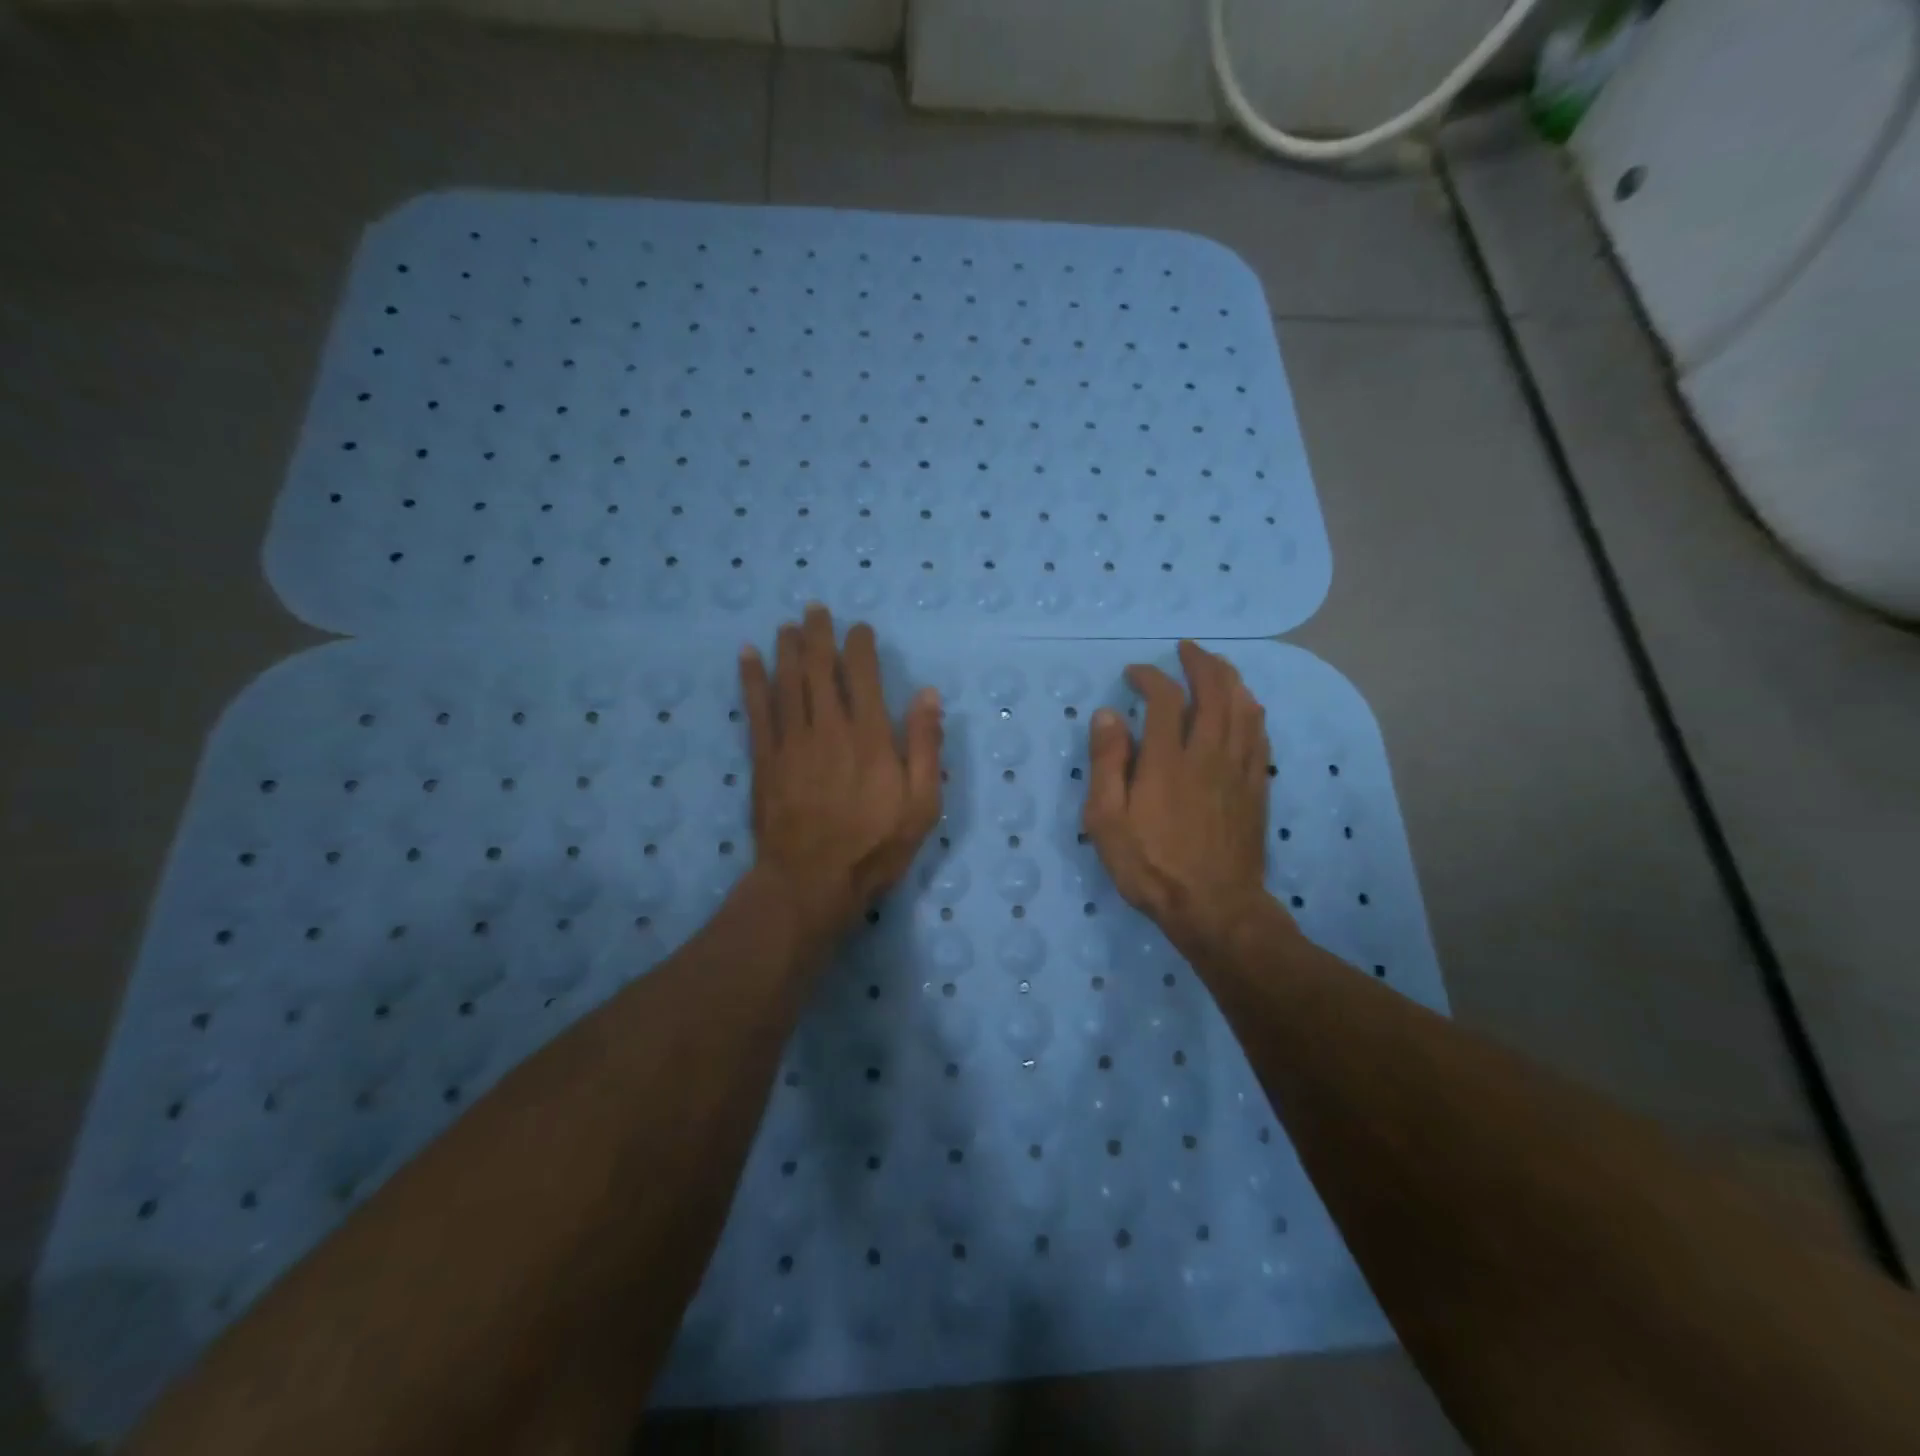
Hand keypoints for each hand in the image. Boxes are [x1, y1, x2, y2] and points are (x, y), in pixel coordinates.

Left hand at [738, 605, 942, 946]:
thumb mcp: (922, 804)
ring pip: (788, 681)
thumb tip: (928, 694)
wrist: (811, 881)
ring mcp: (792, 742)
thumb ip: (926, 747)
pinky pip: (756, 709)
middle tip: (814, 609)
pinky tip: (747, 657)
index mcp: (870, 737)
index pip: (864, 675)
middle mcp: (829, 728)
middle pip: (821, 669)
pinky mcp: (764, 759)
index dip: (860, 646)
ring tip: (787, 625)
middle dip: (819, 635)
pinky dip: (751, 680)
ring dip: (787, 648)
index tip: (859, 629)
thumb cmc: (875, 846)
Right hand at [1083, 641, 1280, 957]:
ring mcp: (1239, 770)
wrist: (1214, 908)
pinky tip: (1247, 709)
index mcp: (1168, 760)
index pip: (1165, 698)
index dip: (1150, 676)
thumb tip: (1108, 715)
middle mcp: (1208, 754)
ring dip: (1231, 680)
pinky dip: (1252, 713)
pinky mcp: (1257, 789)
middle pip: (1215, 692)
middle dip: (1201, 663)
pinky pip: (1260, 737)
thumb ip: (1107, 764)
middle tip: (1186, 649)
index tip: (1134, 673)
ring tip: (1218, 666)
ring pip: (1244, 709)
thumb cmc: (1151, 866)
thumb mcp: (1107, 821)